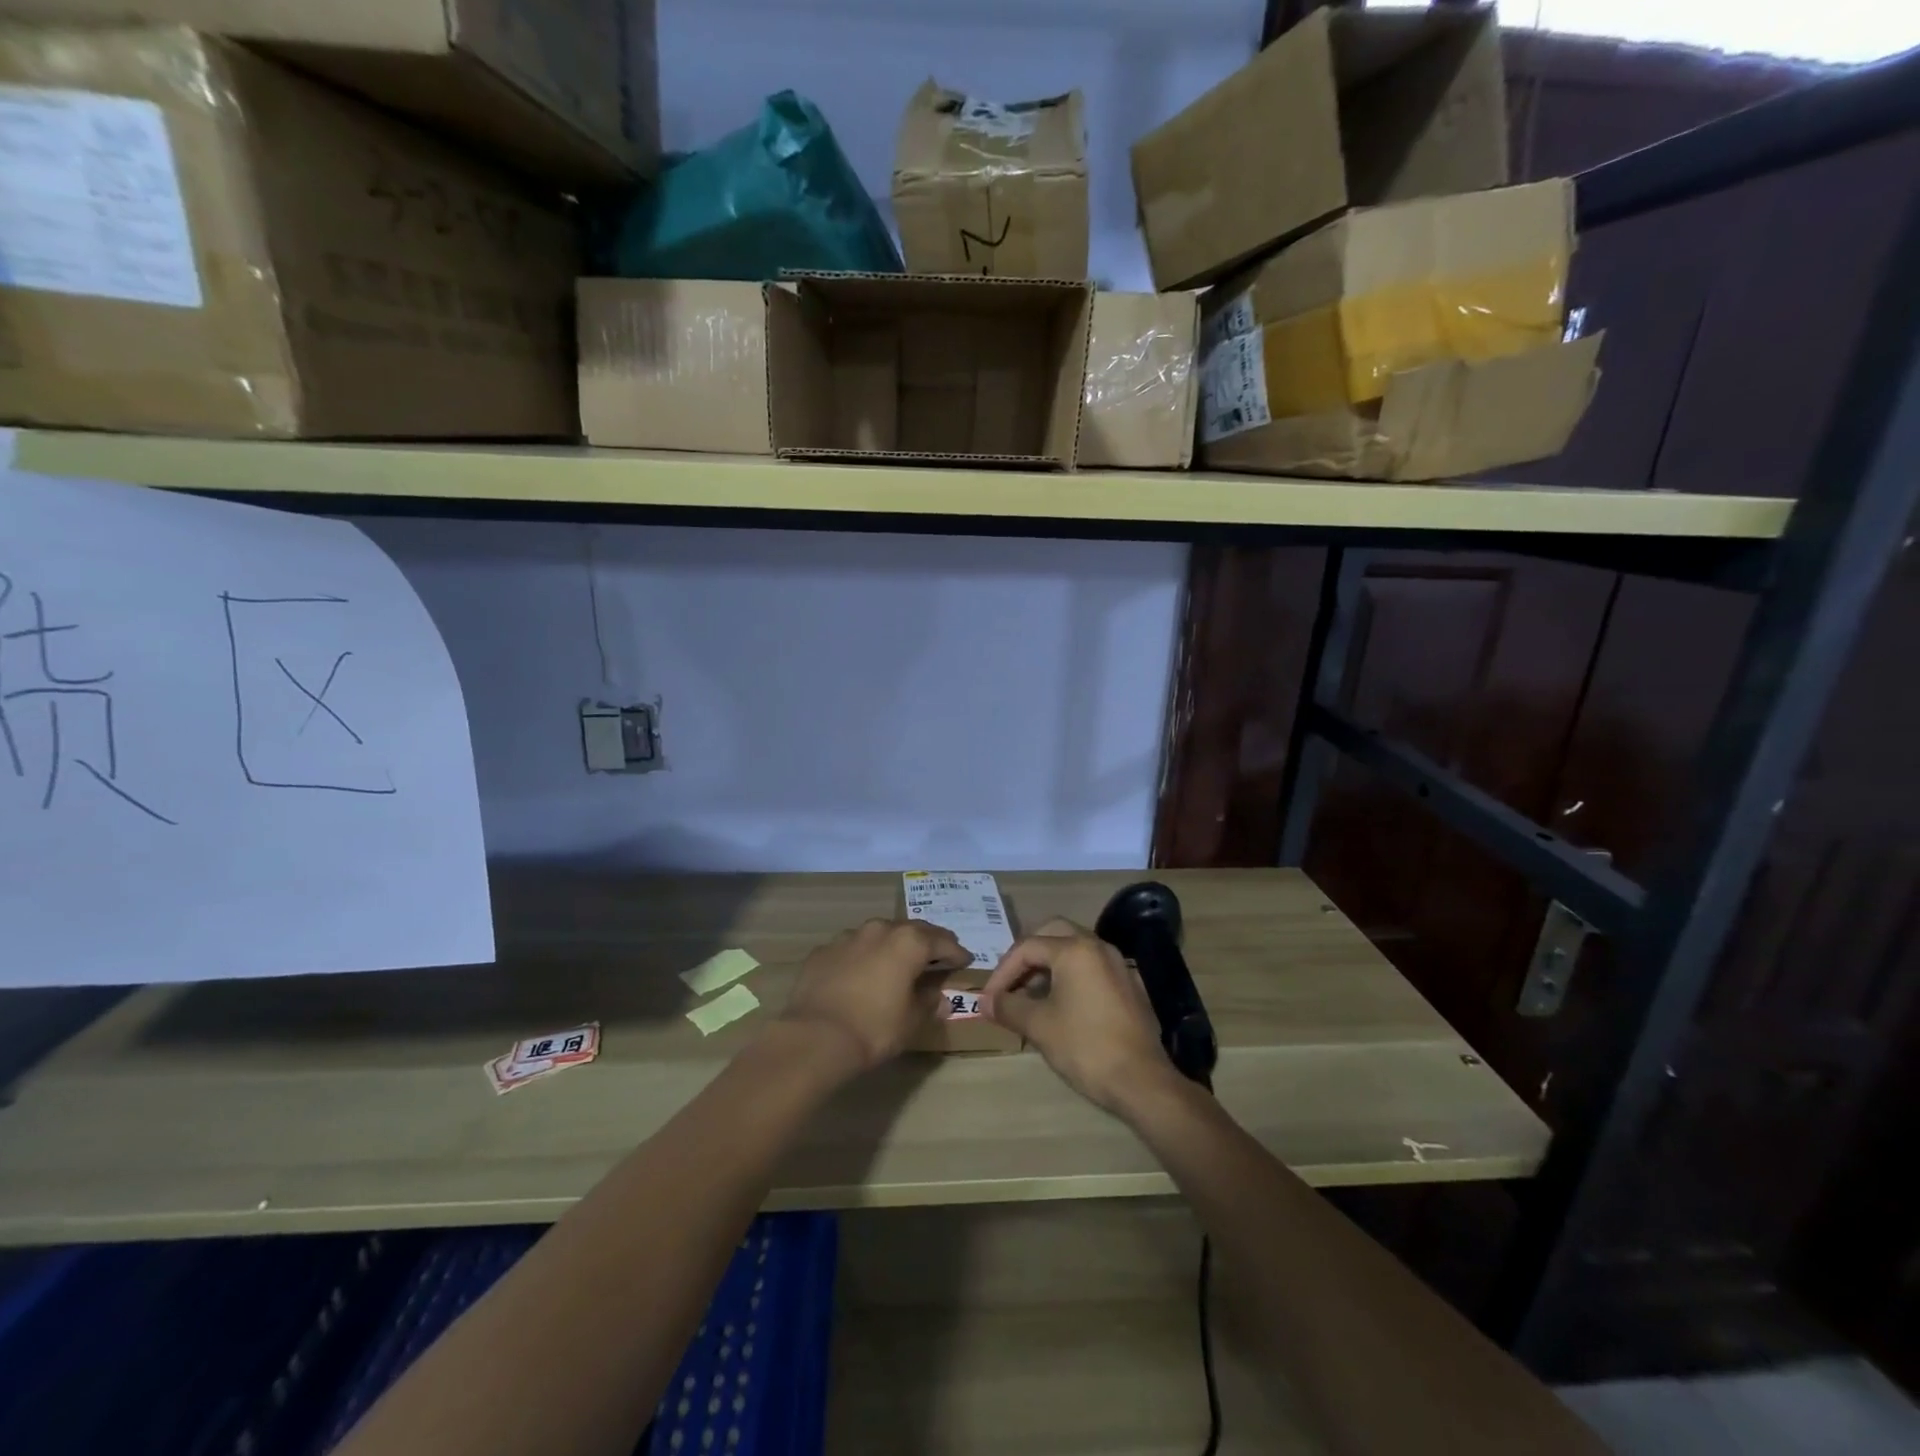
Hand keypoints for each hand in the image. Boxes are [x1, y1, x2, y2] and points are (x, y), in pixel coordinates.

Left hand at [780, 919, 972, 1072]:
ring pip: (879, 935)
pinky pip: (852, 949)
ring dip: (891, 946)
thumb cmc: (874, 1027)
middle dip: (926, 942)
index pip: (942, 940)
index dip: (956, 952)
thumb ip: (929, 1003)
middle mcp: (879, 929)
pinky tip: (861, 974)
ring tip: (897, 963)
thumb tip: (941, 998)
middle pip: (911, 930)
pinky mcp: (823, 950)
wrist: (815, 1036)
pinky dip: (862, 957)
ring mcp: (848, 937)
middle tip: (936, 955)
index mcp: (908, 942)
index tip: (965, 960)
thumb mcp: (912, 1020)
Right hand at [981, 918, 1173, 1114]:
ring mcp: (1117, 964)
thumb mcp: (1039, 1026)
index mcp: (1075, 950)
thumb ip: (1008, 1007)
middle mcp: (1098, 947)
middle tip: (1009, 983)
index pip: (1027, 947)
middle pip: (1052, 934)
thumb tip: (984, 1002)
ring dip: (1047, 966)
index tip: (989, 1000)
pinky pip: (1090, 968)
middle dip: (1026, 957)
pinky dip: (1068, 976)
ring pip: (1073, 950)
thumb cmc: (1085, 1047)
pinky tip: (1058, 1006)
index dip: (1002, 972)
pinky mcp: (1127, 985)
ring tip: (1029, 997)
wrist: (1142, 1082)